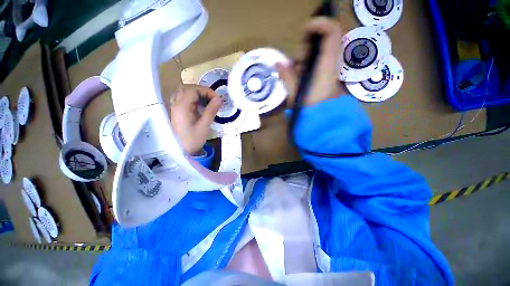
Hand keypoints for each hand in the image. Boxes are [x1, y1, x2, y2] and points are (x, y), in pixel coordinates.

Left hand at [168, 84, 221, 154]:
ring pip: (185, 93)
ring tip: (208, 102)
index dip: (207, 91)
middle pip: (187, 88)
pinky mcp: (178, 112)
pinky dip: (193, 99)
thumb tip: (219, 99)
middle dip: (202, 91)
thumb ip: (211, 110)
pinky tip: (200, 106)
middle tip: (212, 99)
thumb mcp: (205, 125)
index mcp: (182, 106)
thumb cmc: (193, 140)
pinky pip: (184, 99)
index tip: (217, 99)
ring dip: (197, 94)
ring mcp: (176, 108)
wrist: (181, 151)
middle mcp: (176, 104)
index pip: (193, 90)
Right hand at [276, 17, 347, 106]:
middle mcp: (332, 63)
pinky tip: (301, 74)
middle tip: (298, 60)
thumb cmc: (308, 107)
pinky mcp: (328, 73)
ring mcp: (331, 68)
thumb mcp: (294, 92)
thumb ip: (286, 75)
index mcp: (326, 65)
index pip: (332, 32)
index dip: (320, 23)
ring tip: (298, 70)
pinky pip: (319, 59)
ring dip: (307, 55)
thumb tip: (277, 63)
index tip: (306, 29)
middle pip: (326, 39)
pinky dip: (309, 62)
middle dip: (309, 45)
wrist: (321, 118)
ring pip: (321, 50)